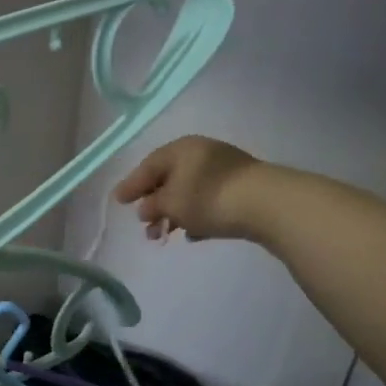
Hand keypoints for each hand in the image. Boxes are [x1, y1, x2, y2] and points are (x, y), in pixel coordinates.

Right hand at [113, 135, 269, 240]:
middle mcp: (201, 153)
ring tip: (165, 236)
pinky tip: (192, 234)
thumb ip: (152, 205)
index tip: (118, 202)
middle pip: (168, 179)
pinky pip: (208, 201)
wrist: (267, 204)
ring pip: (189, 192)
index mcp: (181, 149)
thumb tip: (145, 209)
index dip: (131, 185)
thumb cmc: (209, 198)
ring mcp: (224, 170)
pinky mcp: (241, 189)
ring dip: (173, 214)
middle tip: (144, 225)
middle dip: (153, 204)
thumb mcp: (171, 203)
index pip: (148, 166)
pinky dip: (195, 216)